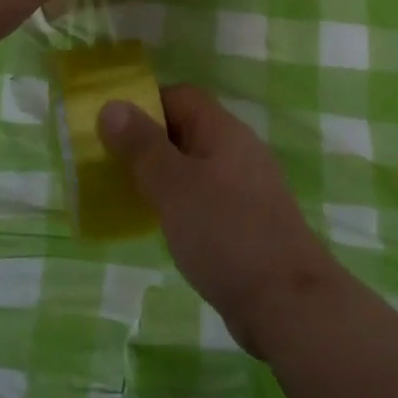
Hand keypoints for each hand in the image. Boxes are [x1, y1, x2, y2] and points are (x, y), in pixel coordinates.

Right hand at [98, 86, 346, 358]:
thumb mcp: (173, 185)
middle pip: (187, 129)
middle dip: (148, 142)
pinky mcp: (249, 221)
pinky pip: (207, 197)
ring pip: (196, 166)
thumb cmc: (225, 233)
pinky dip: (182, 204)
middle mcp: (238, 150)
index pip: (180, 96)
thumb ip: (141, 145)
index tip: (109, 129)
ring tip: (128, 195)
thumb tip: (112, 104)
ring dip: (163, 175)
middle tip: (109, 165)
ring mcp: (247, 187)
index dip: (144, 104)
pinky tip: (165, 226)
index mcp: (223, 130)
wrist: (287, 301)